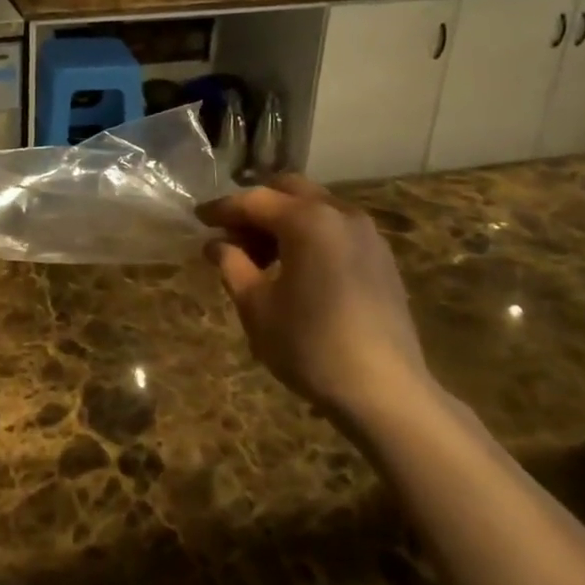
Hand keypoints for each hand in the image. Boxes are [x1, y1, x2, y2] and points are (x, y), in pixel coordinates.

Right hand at [198, 174, 428, 411]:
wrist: (385, 393)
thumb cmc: (310, 346)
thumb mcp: (257, 307)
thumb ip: (232, 265)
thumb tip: (216, 244)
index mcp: (307, 220)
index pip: (254, 200)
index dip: (222, 209)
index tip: (198, 219)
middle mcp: (340, 214)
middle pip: (289, 191)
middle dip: (256, 207)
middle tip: (231, 235)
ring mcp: (367, 234)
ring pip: (315, 208)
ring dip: (284, 221)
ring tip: (260, 257)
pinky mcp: (381, 258)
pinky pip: (336, 229)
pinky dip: (310, 235)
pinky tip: (296, 268)